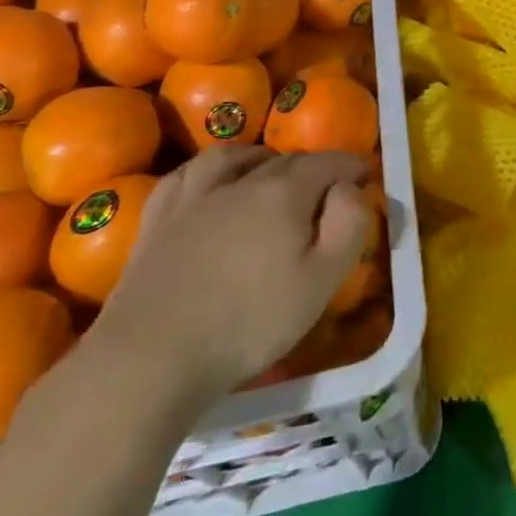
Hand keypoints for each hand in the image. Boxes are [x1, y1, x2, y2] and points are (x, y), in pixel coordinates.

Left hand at [86, 146, 370, 407]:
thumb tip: (349, 188)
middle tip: (327, 188)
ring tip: (268, 171)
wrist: (150, 358)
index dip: (351, 165)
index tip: (366, 176)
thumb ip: (348, 225)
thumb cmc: (248, 322)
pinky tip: (210, 182)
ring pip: (233, 156)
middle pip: (286, 160)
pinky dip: (208, 170)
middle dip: (314, 166)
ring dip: (259, 157)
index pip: (328, 162)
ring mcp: (194, 197)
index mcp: (285, 192)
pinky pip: (186, 175)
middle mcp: (241, 181)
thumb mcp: (321, 281)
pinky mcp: (158, 220)